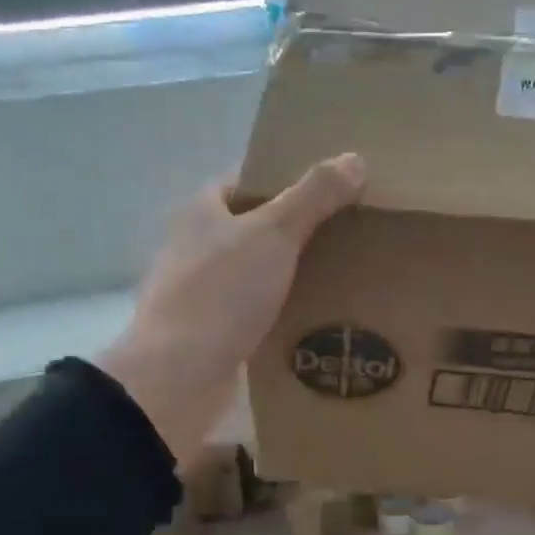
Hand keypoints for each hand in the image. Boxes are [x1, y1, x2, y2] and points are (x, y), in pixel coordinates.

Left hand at [98, 154, 366, 460]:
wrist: (179, 374)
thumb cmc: (222, 292)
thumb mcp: (274, 233)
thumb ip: (314, 196)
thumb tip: (355, 159)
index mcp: (201, 211)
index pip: (245, 179)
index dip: (285, 177)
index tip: (328, 186)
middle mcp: (195, 245)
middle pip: (253, 226)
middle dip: (296, 228)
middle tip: (345, 230)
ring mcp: (200, 290)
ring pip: (255, 270)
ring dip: (289, 271)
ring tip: (340, 272)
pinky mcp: (211, 329)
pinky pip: (254, 309)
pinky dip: (280, 308)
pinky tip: (313, 314)